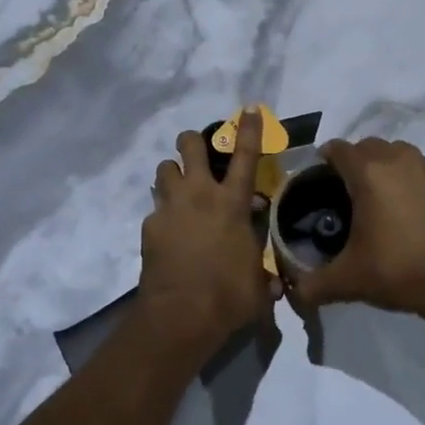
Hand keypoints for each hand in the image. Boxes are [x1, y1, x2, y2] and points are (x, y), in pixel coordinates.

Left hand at [138, 109, 275, 345]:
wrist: (180, 315)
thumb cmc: (229, 296)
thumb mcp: (259, 283)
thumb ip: (265, 272)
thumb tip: (274, 279)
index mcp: (233, 204)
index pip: (246, 157)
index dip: (250, 130)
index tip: (249, 109)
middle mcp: (200, 195)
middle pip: (191, 147)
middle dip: (194, 141)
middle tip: (198, 152)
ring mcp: (170, 208)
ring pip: (164, 169)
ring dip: (173, 174)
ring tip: (180, 189)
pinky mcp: (149, 226)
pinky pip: (155, 208)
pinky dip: (163, 214)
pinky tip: (170, 233)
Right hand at [283, 138, 424, 324]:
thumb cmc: (399, 271)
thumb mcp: (348, 281)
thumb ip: (312, 285)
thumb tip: (294, 293)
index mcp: (368, 172)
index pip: (336, 149)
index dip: (321, 162)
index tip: (315, 183)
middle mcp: (396, 159)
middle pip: (364, 147)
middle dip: (349, 163)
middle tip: (340, 194)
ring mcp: (424, 167)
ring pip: (391, 153)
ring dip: (378, 166)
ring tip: (372, 199)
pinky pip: (413, 167)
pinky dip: (402, 177)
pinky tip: (401, 209)